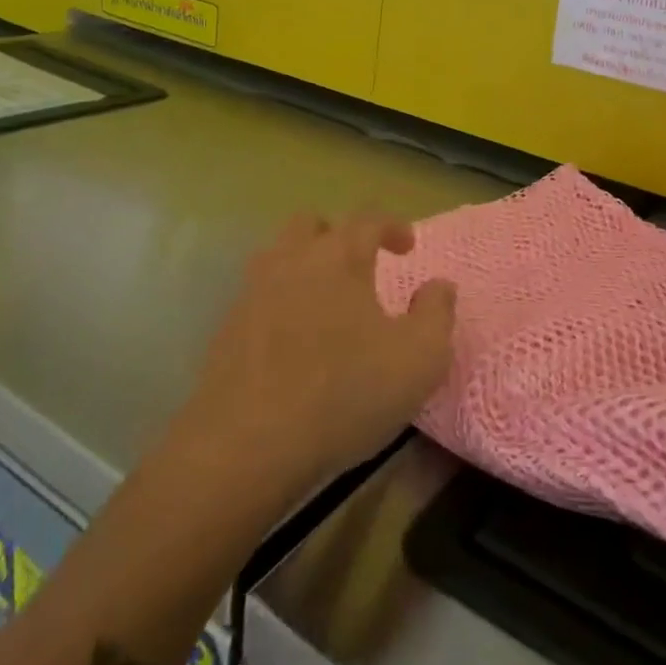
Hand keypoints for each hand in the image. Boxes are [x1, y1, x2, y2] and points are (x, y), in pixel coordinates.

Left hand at [191, 212, 455, 490]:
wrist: (246, 446)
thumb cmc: (345, 392)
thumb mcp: (420, 358)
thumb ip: (437, 313)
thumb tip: (439, 285)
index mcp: (340, 257)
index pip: (367, 218)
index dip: (391, 226)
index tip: (407, 246)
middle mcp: (292, 261)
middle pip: (310, 224)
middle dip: (337, 234)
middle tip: (358, 264)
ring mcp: (252, 294)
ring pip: (277, 256)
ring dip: (303, 264)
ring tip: (325, 299)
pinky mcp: (226, 331)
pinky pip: (257, 297)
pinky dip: (279, 302)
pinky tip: (293, 339)